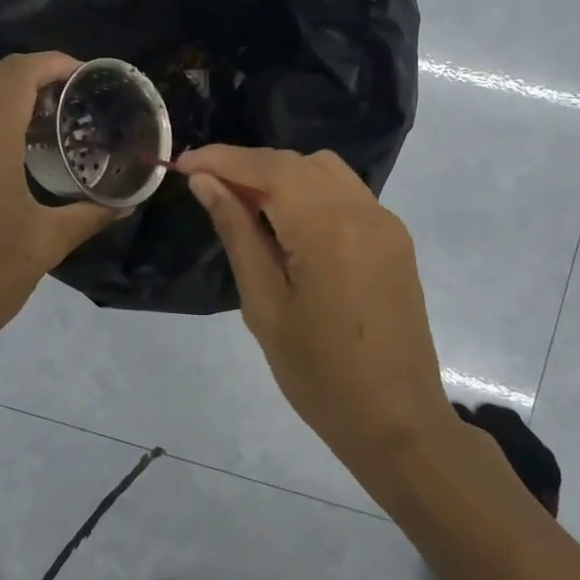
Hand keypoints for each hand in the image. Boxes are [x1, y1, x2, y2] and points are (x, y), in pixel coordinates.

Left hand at [0, 53, 120, 369]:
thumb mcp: (45, 245)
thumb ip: (90, 215)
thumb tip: (128, 203)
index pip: (16, 73)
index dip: (53, 63)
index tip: (88, 76)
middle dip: (38, 76)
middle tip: (79, 99)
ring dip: (16, 101)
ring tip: (59, 126)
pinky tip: (25, 159)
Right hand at [176, 146, 455, 463]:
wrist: (396, 420)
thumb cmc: (318, 373)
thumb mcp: (264, 305)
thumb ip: (237, 233)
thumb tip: (207, 183)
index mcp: (328, 226)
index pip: (268, 168)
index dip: (222, 159)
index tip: (182, 165)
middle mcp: (363, 209)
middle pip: (297, 163)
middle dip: (249, 167)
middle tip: (208, 191)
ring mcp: (386, 223)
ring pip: (325, 172)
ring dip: (281, 178)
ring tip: (246, 209)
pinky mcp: (395, 240)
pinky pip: (347, 196)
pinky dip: (310, 195)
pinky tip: (288, 227)